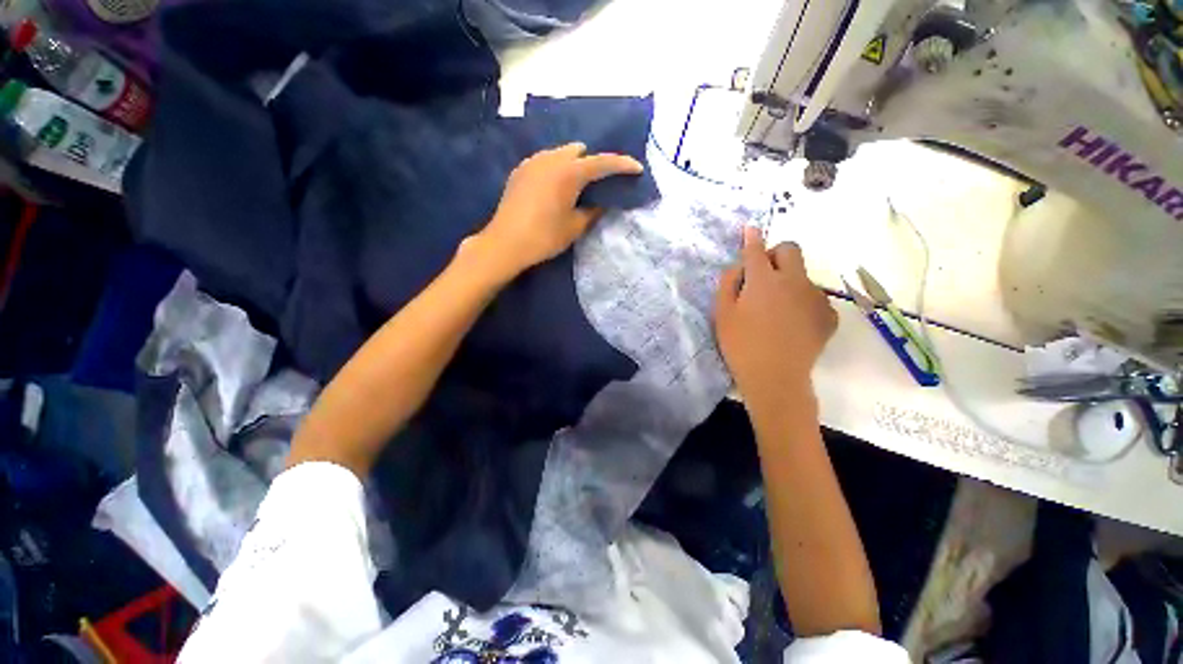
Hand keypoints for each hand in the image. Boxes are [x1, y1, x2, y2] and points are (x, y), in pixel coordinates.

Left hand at [468, 143, 643, 280]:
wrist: (505, 244)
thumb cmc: (544, 237)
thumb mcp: (575, 227)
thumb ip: (593, 211)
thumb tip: (602, 203)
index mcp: (569, 172)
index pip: (602, 162)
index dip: (622, 164)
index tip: (637, 168)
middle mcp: (551, 159)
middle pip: (580, 151)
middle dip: (593, 162)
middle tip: (600, 182)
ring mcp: (532, 162)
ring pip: (560, 153)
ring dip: (573, 164)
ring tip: (577, 184)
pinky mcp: (520, 171)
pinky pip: (545, 161)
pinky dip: (556, 168)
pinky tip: (555, 187)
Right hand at [714, 227, 837, 412]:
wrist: (775, 378)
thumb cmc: (740, 345)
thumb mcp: (722, 314)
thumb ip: (728, 283)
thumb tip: (739, 267)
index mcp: (764, 280)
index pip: (756, 250)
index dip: (752, 238)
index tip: (750, 229)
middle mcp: (794, 281)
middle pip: (791, 250)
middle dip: (776, 254)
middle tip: (763, 276)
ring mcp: (815, 298)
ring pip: (803, 275)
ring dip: (788, 281)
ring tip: (776, 310)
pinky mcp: (828, 315)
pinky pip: (814, 297)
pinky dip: (802, 302)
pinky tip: (792, 324)